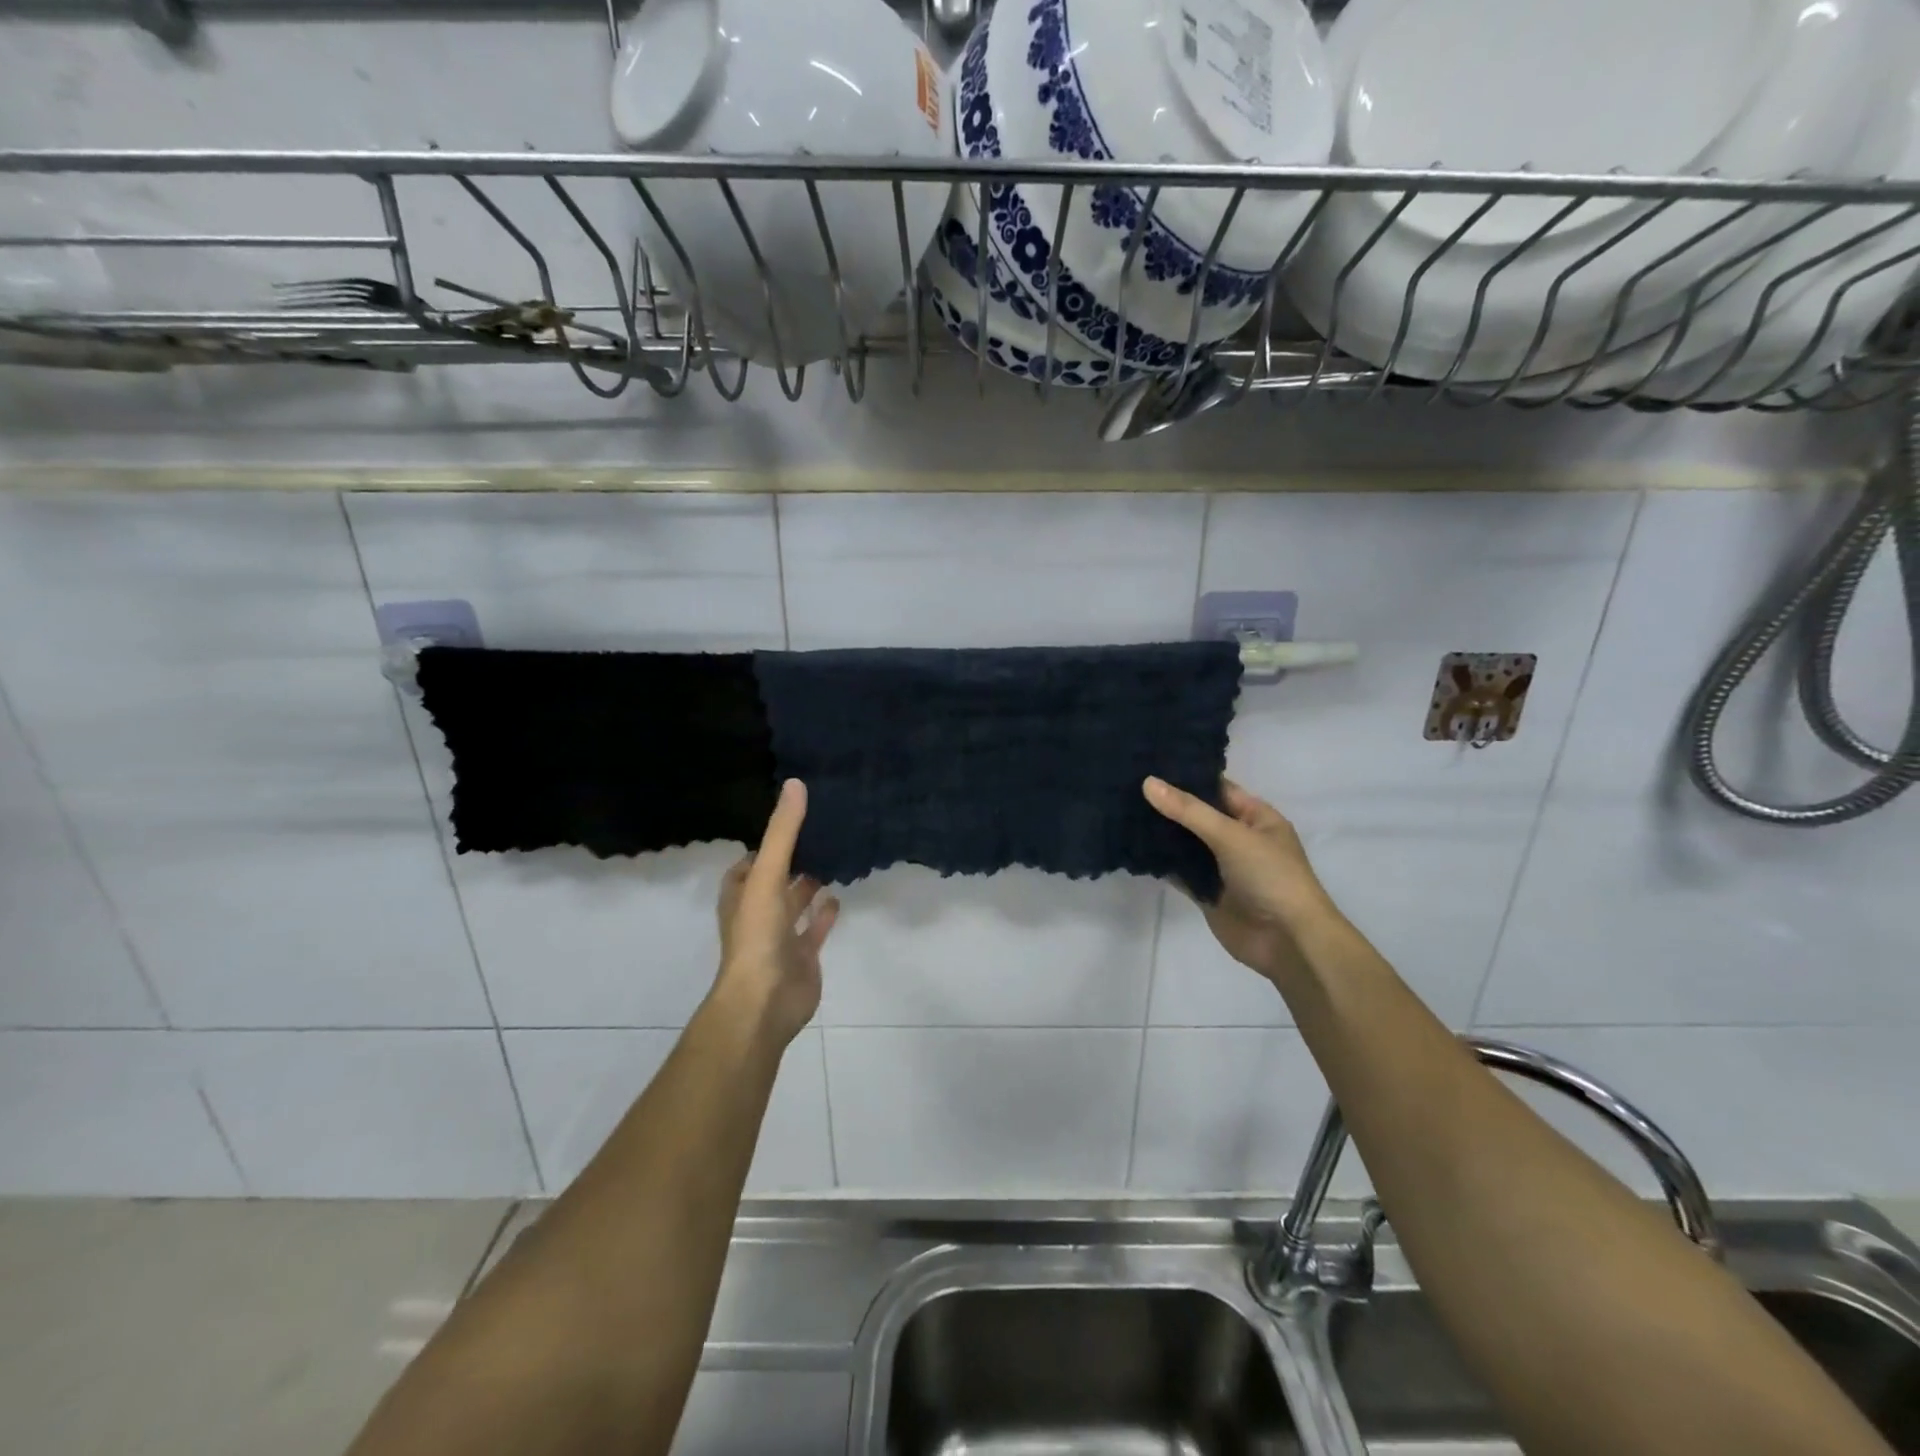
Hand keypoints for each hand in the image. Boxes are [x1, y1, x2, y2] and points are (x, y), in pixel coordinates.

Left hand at [713, 779, 839, 1046]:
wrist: (764, 1002)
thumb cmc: (758, 936)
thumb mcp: (767, 875)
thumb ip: (783, 833)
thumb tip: (795, 784)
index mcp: (741, 893)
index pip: (751, 861)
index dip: (767, 841)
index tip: (792, 818)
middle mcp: (758, 912)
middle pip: (776, 879)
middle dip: (793, 859)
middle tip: (821, 831)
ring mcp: (780, 935)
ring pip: (796, 902)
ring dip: (810, 883)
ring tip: (834, 855)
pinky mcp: (803, 954)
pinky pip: (815, 927)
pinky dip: (825, 912)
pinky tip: (840, 894)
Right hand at [1143, 776, 1336, 985]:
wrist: (1288, 942)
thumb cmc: (1271, 877)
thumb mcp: (1231, 835)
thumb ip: (1188, 810)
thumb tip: (1148, 782)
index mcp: (1255, 818)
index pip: (1216, 788)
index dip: (1186, 777)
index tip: (1149, 763)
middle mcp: (1238, 838)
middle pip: (1197, 816)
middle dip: (1167, 805)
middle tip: (1126, 786)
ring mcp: (1221, 867)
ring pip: (1185, 844)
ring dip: (1160, 833)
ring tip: (1122, 811)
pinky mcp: (1206, 893)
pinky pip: (1180, 872)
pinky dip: (1161, 863)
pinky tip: (1132, 848)